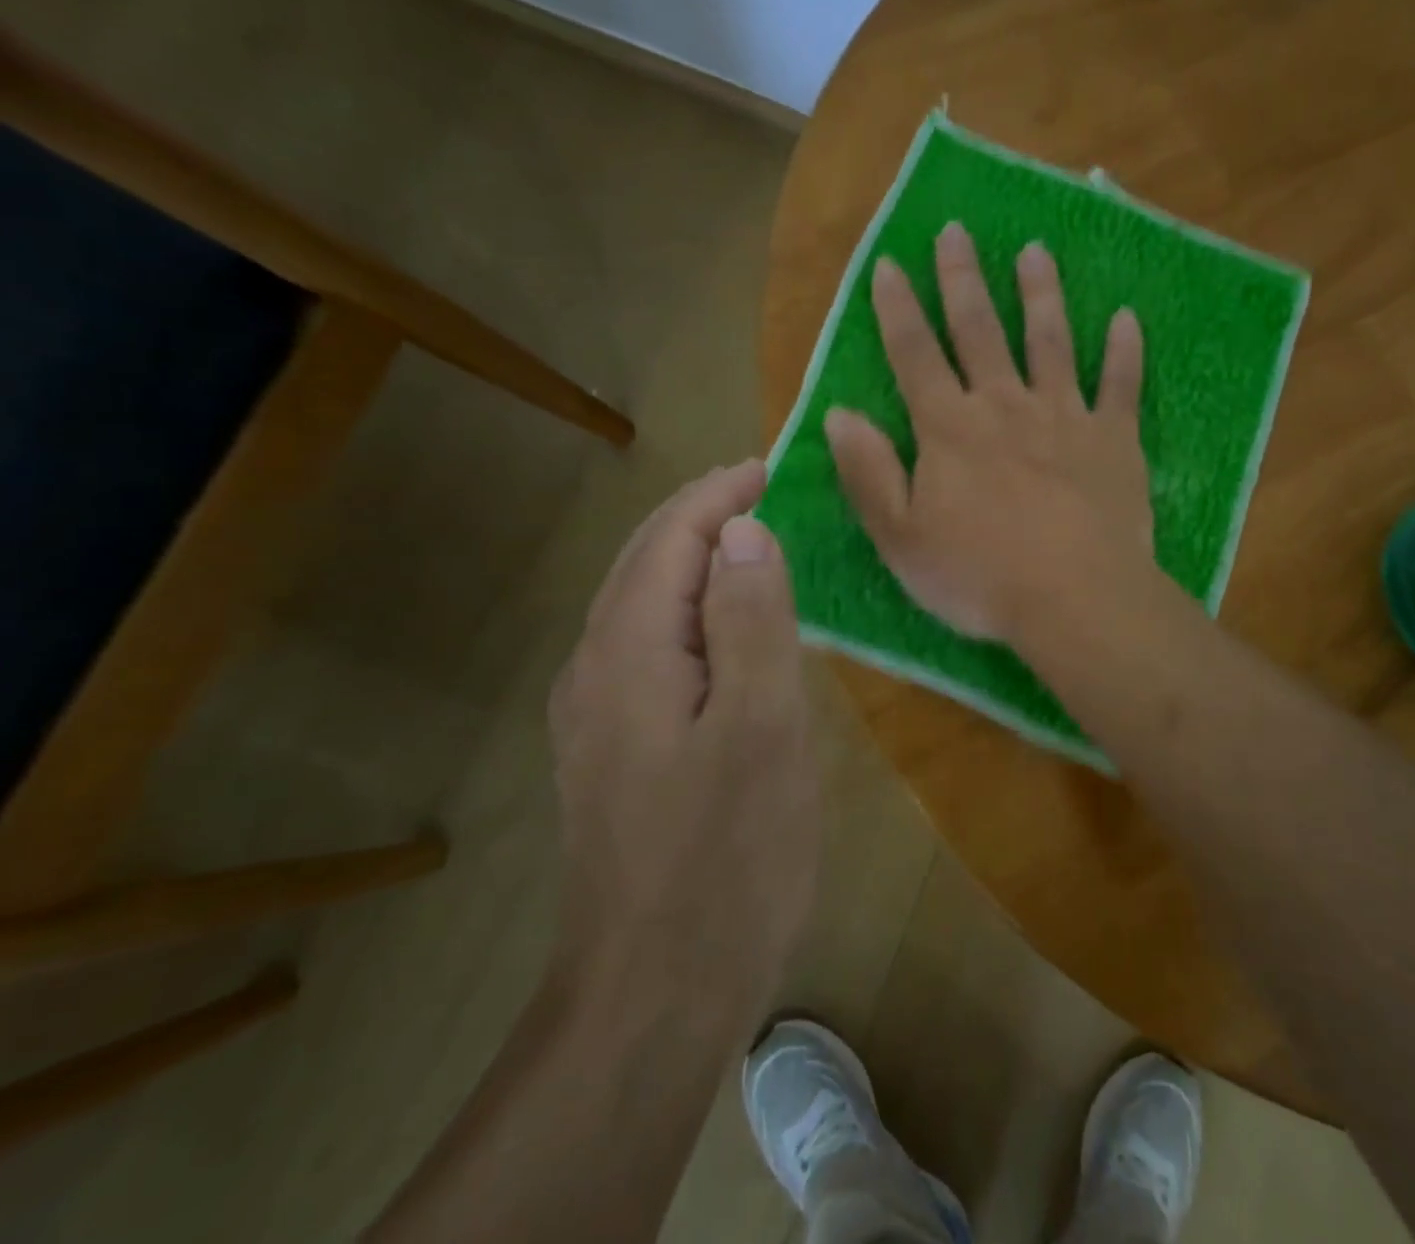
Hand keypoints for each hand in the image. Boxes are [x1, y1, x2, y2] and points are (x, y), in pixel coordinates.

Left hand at [547, 461, 815, 1010]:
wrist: (654, 994)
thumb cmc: (726, 855)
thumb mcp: (762, 728)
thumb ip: (752, 620)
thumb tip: (743, 532)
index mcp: (629, 652)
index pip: (669, 539)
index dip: (719, 495)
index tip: (771, 467)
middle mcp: (596, 670)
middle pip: (644, 564)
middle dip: (702, 517)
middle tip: (764, 492)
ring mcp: (597, 715)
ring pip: (644, 606)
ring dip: (695, 562)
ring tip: (753, 544)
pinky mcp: (615, 751)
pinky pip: (651, 649)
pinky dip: (691, 612)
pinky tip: (727, 630)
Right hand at [826, 221, 1151, 642]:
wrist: (1076, 600)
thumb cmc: (980, 576)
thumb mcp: (901, 538)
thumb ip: (868, 474)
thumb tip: (839, 415)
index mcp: (950, 429)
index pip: (914, 355)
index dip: (898, 308)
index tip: (890, 263)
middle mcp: (1005, 406)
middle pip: (980, 331)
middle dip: (964, 279)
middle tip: (957, 230)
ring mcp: (1065, 418)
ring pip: (1051, 342)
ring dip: (1041, 294)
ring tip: (1036, 252)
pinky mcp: (1114, 440)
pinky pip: (1122, 386)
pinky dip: (1126, 351)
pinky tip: (1128, 317)